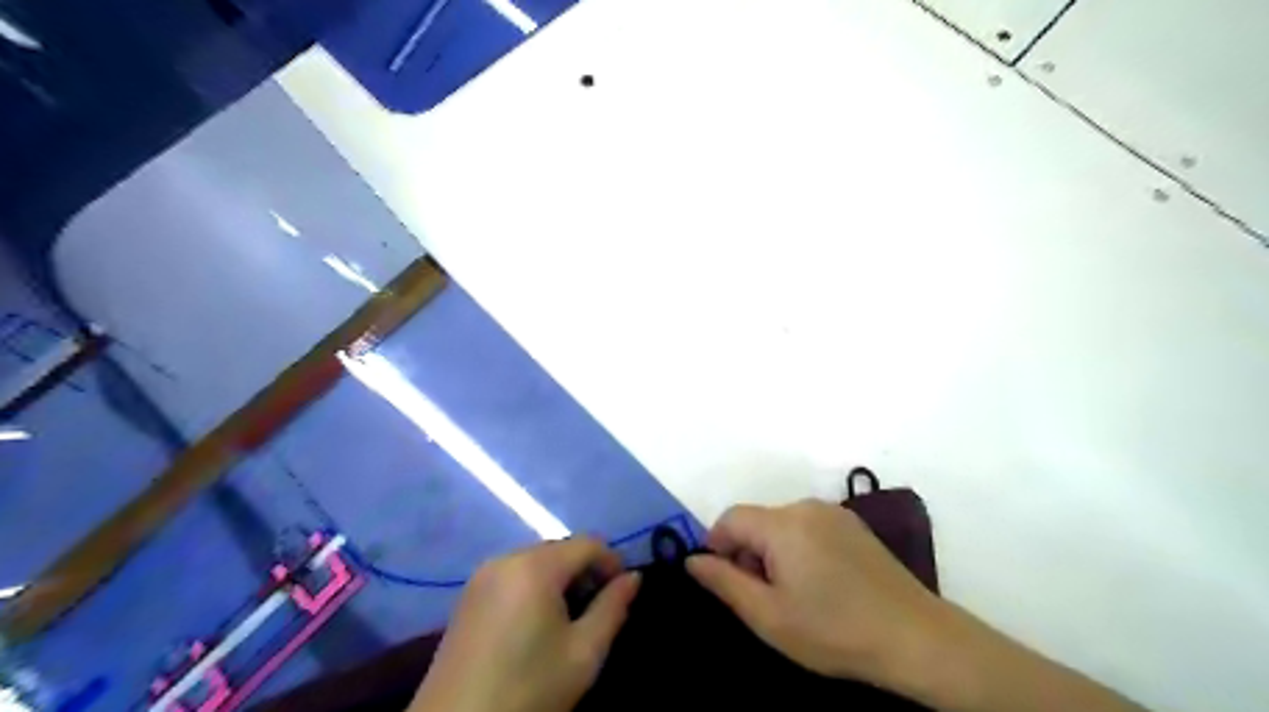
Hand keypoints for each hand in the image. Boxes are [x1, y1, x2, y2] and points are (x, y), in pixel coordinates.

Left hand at [411, 540, 639, 711]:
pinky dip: (534, 586)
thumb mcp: (583, 653)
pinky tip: (537, 622)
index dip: (613, 562)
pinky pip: (514, 573)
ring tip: (570, 618)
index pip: (588, 543)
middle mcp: (506, 557)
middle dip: (586, 570)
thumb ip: (613, 608)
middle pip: (561, 548)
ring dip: (560, 578)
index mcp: (536, 566)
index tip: (623, 592)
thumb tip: (633, 578)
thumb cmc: (528, 689)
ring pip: (537, 560)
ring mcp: (482, 574)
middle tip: (598, 608)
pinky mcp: (468, 594)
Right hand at [689, 498, 944, 686]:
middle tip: (760, 597)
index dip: (716, 545)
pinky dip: (797, 548)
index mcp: (783, 524)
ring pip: (782, 524)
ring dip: (772, 551)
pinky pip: (808, 527)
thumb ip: (724, 582)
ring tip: (791, 594)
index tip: (722, 580)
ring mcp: (834, 513)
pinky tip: (818, 584)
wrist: (915, 638)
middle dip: (746, 552)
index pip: (730, 518)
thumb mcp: (769, 615)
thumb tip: (692, 559)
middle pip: (757, 520)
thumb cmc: (834, 631)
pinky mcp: (853, 525)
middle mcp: (806, 507)